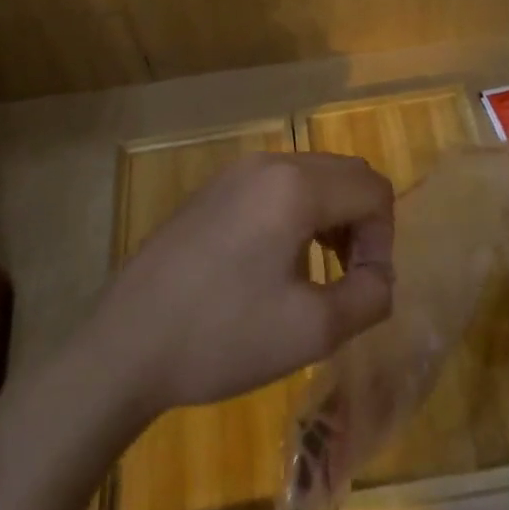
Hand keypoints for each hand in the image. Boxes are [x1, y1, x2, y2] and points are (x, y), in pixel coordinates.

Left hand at [89, 153, 395, 418]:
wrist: (125, 346)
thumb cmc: (223, 336)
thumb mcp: (314, 329)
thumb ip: (370, 296)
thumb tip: (380, 277)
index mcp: (295, 186)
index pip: (373, 190)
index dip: (383, 240)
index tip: (364, 287)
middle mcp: (268, 164)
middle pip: (345, 175)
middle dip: (361, 224)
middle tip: (347, 279)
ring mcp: (233, 173)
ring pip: (311, 177)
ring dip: (331, 218)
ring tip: (317, 274)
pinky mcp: (211, 191)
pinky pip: (276, 187)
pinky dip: (297, 214)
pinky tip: (276, 264)